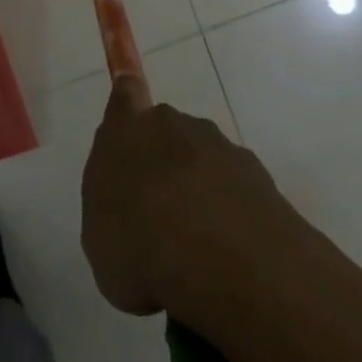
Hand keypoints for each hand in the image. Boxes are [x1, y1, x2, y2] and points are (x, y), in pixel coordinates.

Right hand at [81, 76, 291, 316]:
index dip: (128, 99)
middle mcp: (178, 126)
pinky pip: (235, 189)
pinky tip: (227, 255)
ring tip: (194, 245)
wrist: (231, 269)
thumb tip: (126, 193)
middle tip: (157, 213)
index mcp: (130, 130)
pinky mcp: (260, 177)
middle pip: (166, 132)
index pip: (126, 93)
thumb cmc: (142, 250)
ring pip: (203, 161)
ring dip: (198, 189)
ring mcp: (223, 148)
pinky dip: (230, 212)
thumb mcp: (100, 236)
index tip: (129, 107)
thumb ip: (109, 200)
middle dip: (163, 162)